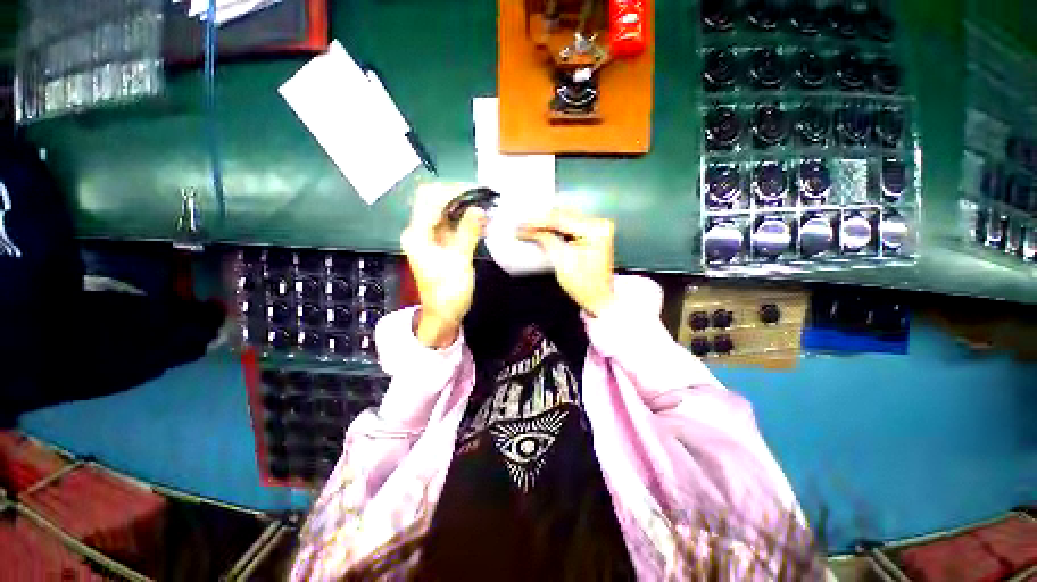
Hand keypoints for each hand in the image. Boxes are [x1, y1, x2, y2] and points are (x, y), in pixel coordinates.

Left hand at [401, 185, 485, 347]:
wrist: (443, 314)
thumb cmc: (448, 292)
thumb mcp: (459, 262)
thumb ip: (468, 233)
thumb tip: (479, 208)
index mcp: (418, 234)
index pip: (430, 198)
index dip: (453, 190)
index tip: (477, 190)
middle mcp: (420, 231)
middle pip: (436, 200)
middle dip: (459, 194)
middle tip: (483, 195)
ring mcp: (430, 236)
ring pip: (445, 211)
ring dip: (464, 205)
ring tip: (485, 203)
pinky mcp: (440, 243)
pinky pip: (451, 223)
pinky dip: (465, 218)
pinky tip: (480, 218)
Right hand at [518, 209, 614, 316]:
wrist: (599, 299)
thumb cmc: (583, 284)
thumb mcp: (562, 261)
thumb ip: (547, 240)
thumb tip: (529, 230)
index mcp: (595, 229)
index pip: (561, 220)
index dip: (538, 223)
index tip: (521, 226)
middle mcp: (599, 224)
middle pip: (564, 216)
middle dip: (542, 221)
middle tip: (522, 226)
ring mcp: (597, 229)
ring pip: (566, 219)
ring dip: (548, 224)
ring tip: (529, 228)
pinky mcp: (594, 235)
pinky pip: (571, 226)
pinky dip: (556, 228)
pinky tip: (543, 230)